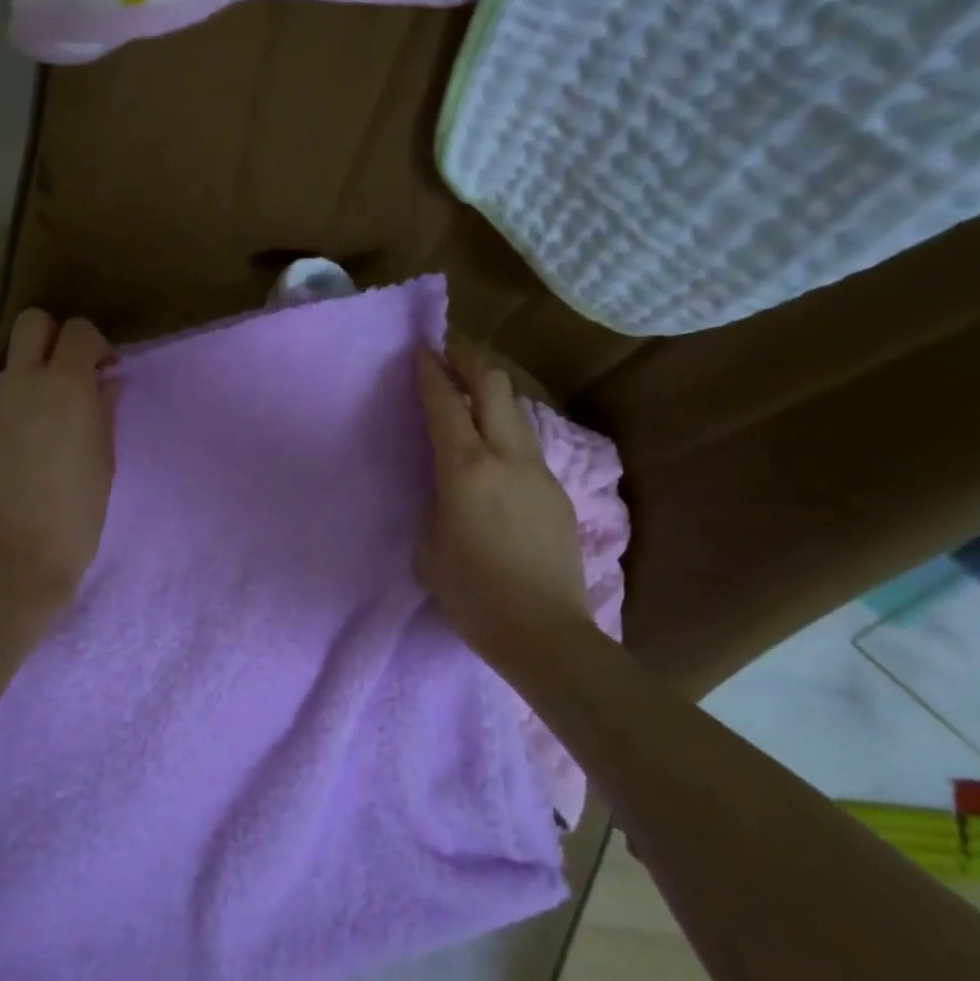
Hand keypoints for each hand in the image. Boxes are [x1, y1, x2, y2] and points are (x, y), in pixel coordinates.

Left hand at [0, 309, 117, 607]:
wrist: (13, 561)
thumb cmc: (77, 515)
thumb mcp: (104, 460)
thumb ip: (103, 410)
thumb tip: (104, 382)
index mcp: (65, 387)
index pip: (77, 330)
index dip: (95, 344)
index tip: (104, 372)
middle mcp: (21, 384)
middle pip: (31, 324)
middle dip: (53, 338)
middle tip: (69, 377)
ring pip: (10, 372)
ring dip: (30, 385)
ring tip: (43, 433)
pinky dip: (7, 420)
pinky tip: (16, 461)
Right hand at [415, 340, 590, 668]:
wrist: (543, 631)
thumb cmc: (472, 594)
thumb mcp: (429, 548)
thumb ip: (435, 505)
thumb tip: (447, 494)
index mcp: (465, 469)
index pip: (447, 403)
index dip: (432, 371)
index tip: (422, 349)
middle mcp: (506, 457)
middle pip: (495, 386)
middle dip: (471, 359)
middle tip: (452, 350)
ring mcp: (539, 472)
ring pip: (517, 412)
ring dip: (493, 392)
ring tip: (474, 392)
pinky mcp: (558, 493)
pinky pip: (528, 445)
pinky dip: (507, 429)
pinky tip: (496, 450)